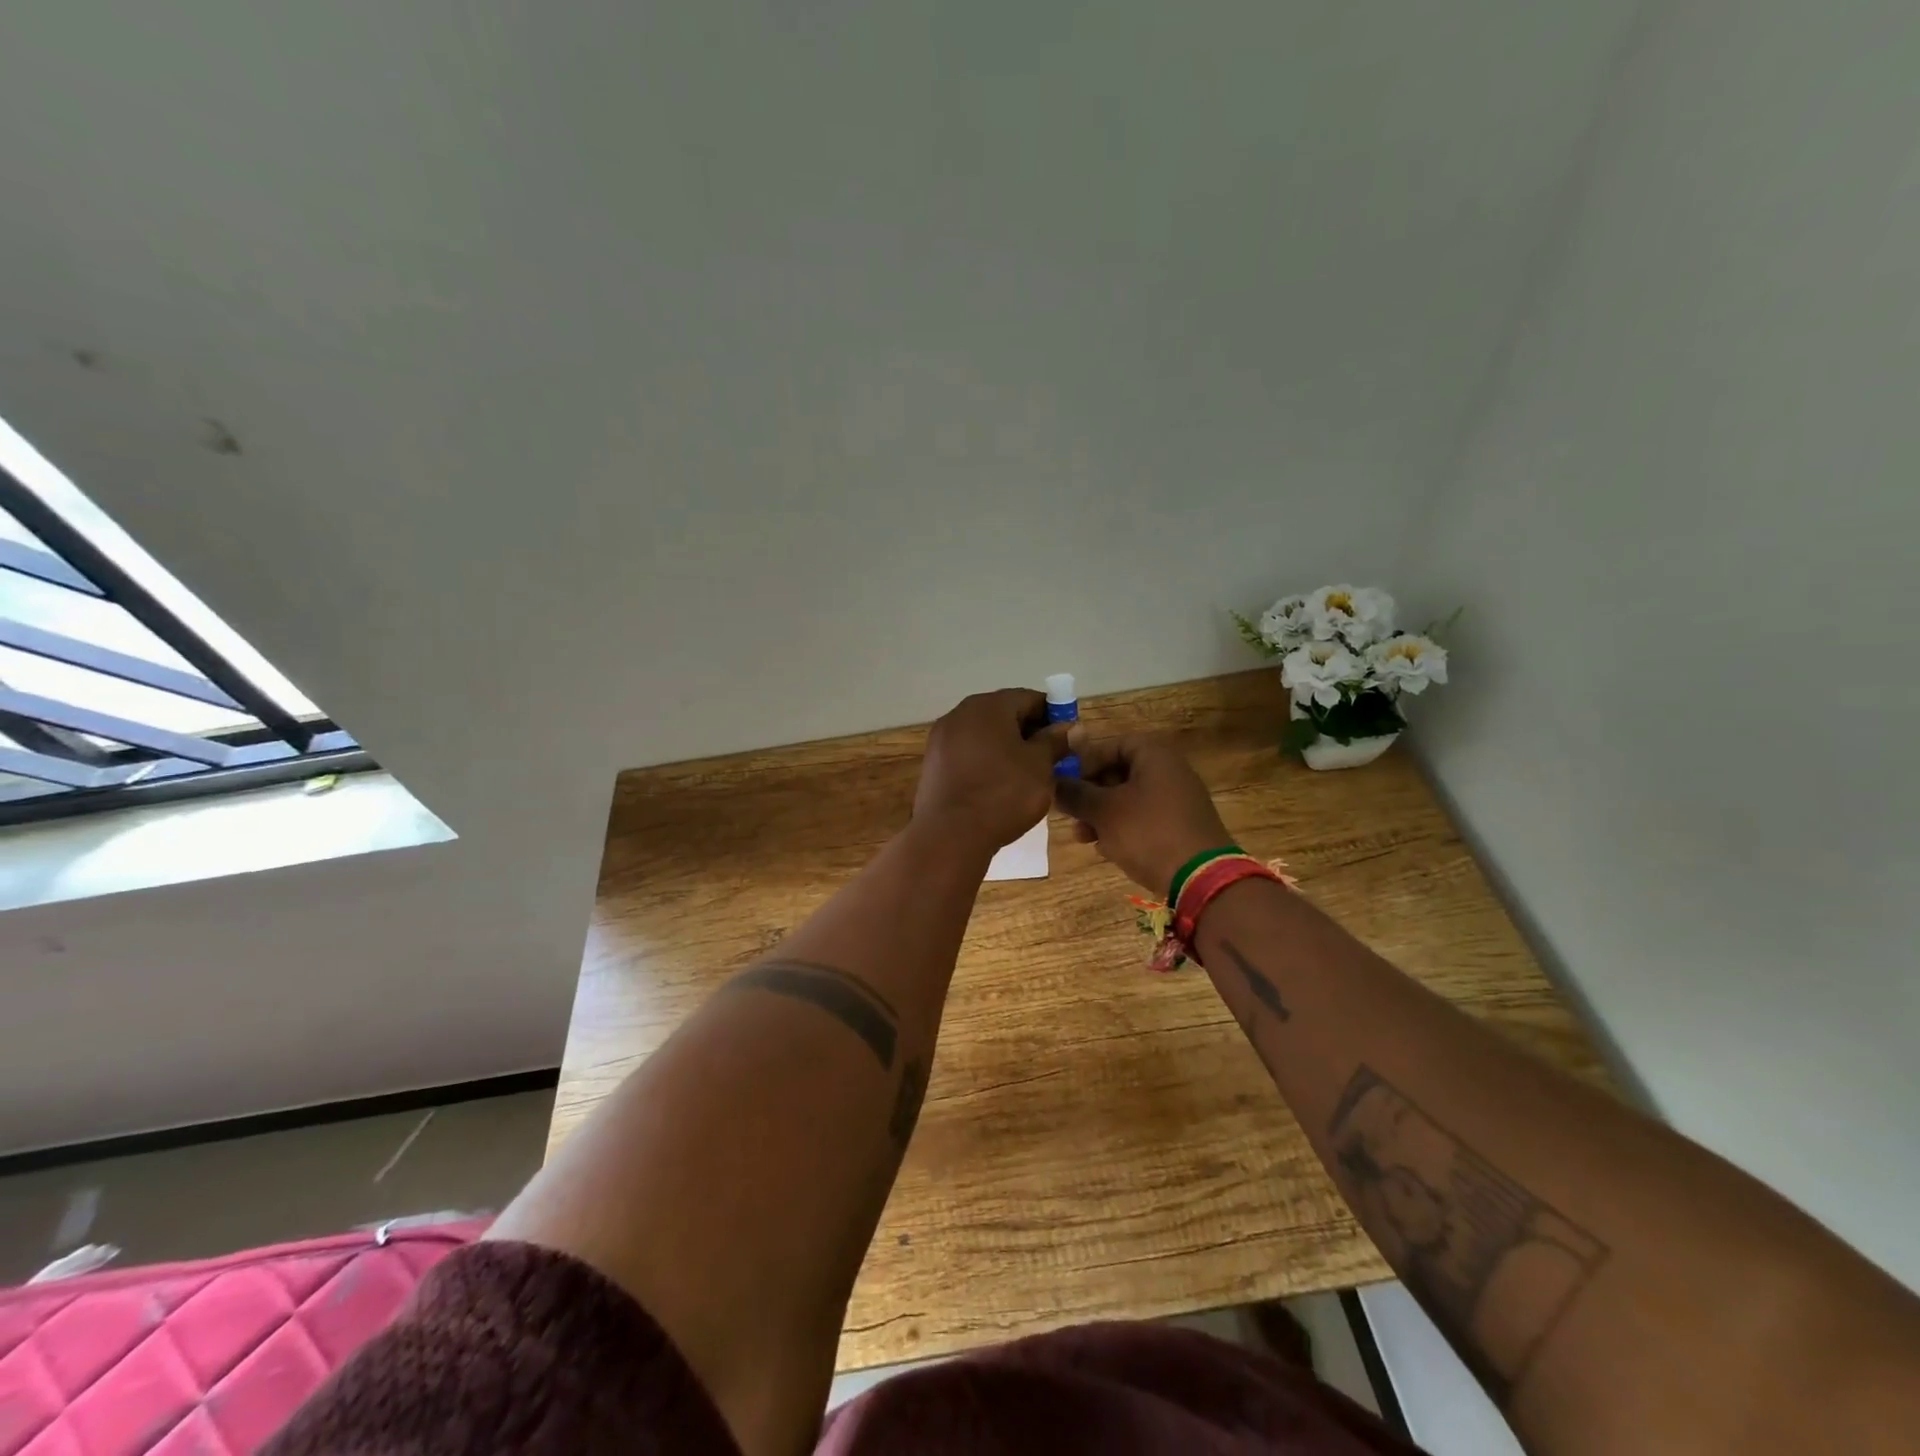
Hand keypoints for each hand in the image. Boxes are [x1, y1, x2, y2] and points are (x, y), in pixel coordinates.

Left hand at [913, 688, 1071, 853]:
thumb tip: (1071, 727)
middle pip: (1003, 714)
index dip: (1052, 715)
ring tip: (1025, 774)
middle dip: (1028, 732)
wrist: (950, 834)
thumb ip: (1055, 741)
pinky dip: (985, 761)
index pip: (1029, 698)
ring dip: (1006, 747)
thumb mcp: (1040, 766)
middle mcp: (960, 713)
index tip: (1066, 738)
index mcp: (989, 706)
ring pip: (983, 734)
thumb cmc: (1003, 794)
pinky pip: (966, 753)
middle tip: (1049, 758)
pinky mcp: (932, 763)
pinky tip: (996, 785)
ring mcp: (941, 738)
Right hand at [1053, 732, 1232, 898]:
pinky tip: (1108, 850)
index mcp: (1155, 755)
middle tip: (1071, 815)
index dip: (1086, 762)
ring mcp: (1179, 801)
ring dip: (1102, 816)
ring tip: (1084, 838)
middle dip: (1091, 795)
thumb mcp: (1103, 811)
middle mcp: (1170, 771)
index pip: (1112, 745)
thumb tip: (1053, 783)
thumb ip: (1075, 794)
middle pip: (1119, 773)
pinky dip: (1124, 829)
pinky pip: (1145, 820)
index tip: (1067, 784)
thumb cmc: (1147, 832)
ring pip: (1129, 800)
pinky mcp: (1182, 828)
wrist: (1201, 879)